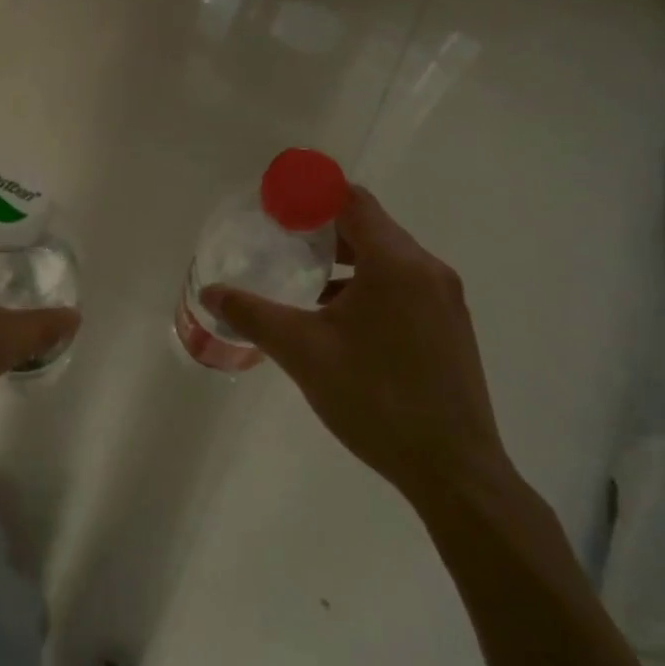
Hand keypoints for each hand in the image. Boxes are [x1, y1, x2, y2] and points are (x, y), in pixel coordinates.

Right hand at [203, 186, 507, 509]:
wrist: (453, 470)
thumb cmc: (375, 399)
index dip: (311, 195)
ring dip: (346, 260)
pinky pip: (403, 285)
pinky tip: (338, 320)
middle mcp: (427, 270)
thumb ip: (253, 315)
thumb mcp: (303, 353)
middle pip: (370, 226)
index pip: (352, 200)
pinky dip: (368, 285)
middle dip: (322, 229)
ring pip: (387, 258)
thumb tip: (210, 291)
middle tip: (280, 242)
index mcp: (396, 264)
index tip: (275, 207)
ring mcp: (445, 300)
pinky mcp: (450, 327)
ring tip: (303, 281)